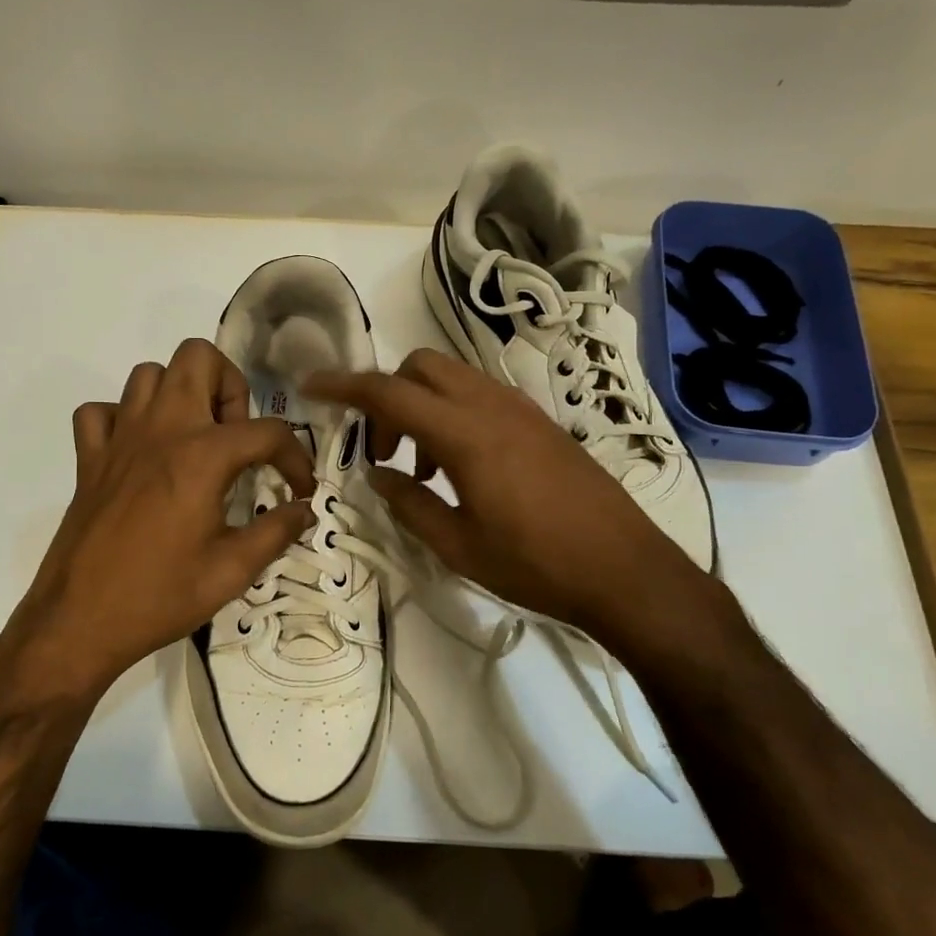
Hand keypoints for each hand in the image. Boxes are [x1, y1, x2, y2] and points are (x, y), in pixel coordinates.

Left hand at [0, 339, 315, 705]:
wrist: (78, 623)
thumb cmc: (161, 596)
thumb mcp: (232, 571)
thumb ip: (277, 532)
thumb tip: (304, 511)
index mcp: (202, 456)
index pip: (267, 432)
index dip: (295, 458)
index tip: (299, 490)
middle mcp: (161, 430)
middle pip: (198, 358)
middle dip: (230, 387)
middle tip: (237, 438)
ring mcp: (119, 439)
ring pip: (149, 375)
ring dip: (180, 395)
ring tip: (195, 440)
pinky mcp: (88, 459)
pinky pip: (102, 411)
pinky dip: (124, 419)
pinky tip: (141, 452)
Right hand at [304, 348, 728, 647]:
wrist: (625, 568)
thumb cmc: (535, 564)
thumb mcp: (458, 545)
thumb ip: (409, 503)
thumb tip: (377, 474)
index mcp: (465, 433)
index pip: (389, 392)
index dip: (343, 385)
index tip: (311, 386)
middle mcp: (491, 405)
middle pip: (420, 367)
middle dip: (387, 395)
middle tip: (383, 450)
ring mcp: (521, 409)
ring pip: (453, 378)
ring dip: (422, 407)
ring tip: (422, 471)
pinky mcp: (540, 422)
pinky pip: (481, 397)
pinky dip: (454, 414)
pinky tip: (460, 469)